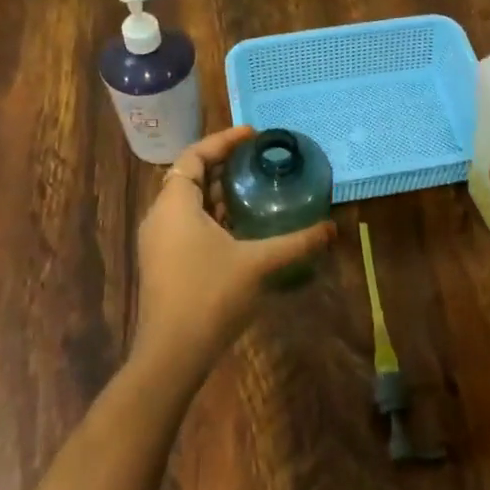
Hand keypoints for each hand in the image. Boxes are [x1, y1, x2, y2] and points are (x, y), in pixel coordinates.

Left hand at [133, 125, 336, 378]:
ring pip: (188, 203)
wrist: (172, 354)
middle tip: (256, 159)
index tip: (252, 135)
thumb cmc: (210, 296)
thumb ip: (295, 242)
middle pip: (190, 176)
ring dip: (217, 193)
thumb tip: (332, 228)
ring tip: (253, 187)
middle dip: (222, 165)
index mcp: (175, 204)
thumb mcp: (257, 263)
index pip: (194, 156)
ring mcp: (158, 241)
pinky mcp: (163, 262)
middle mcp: (160, 216)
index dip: (222, 141)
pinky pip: (186, 224)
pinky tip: (240, 226)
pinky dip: (211, 215)